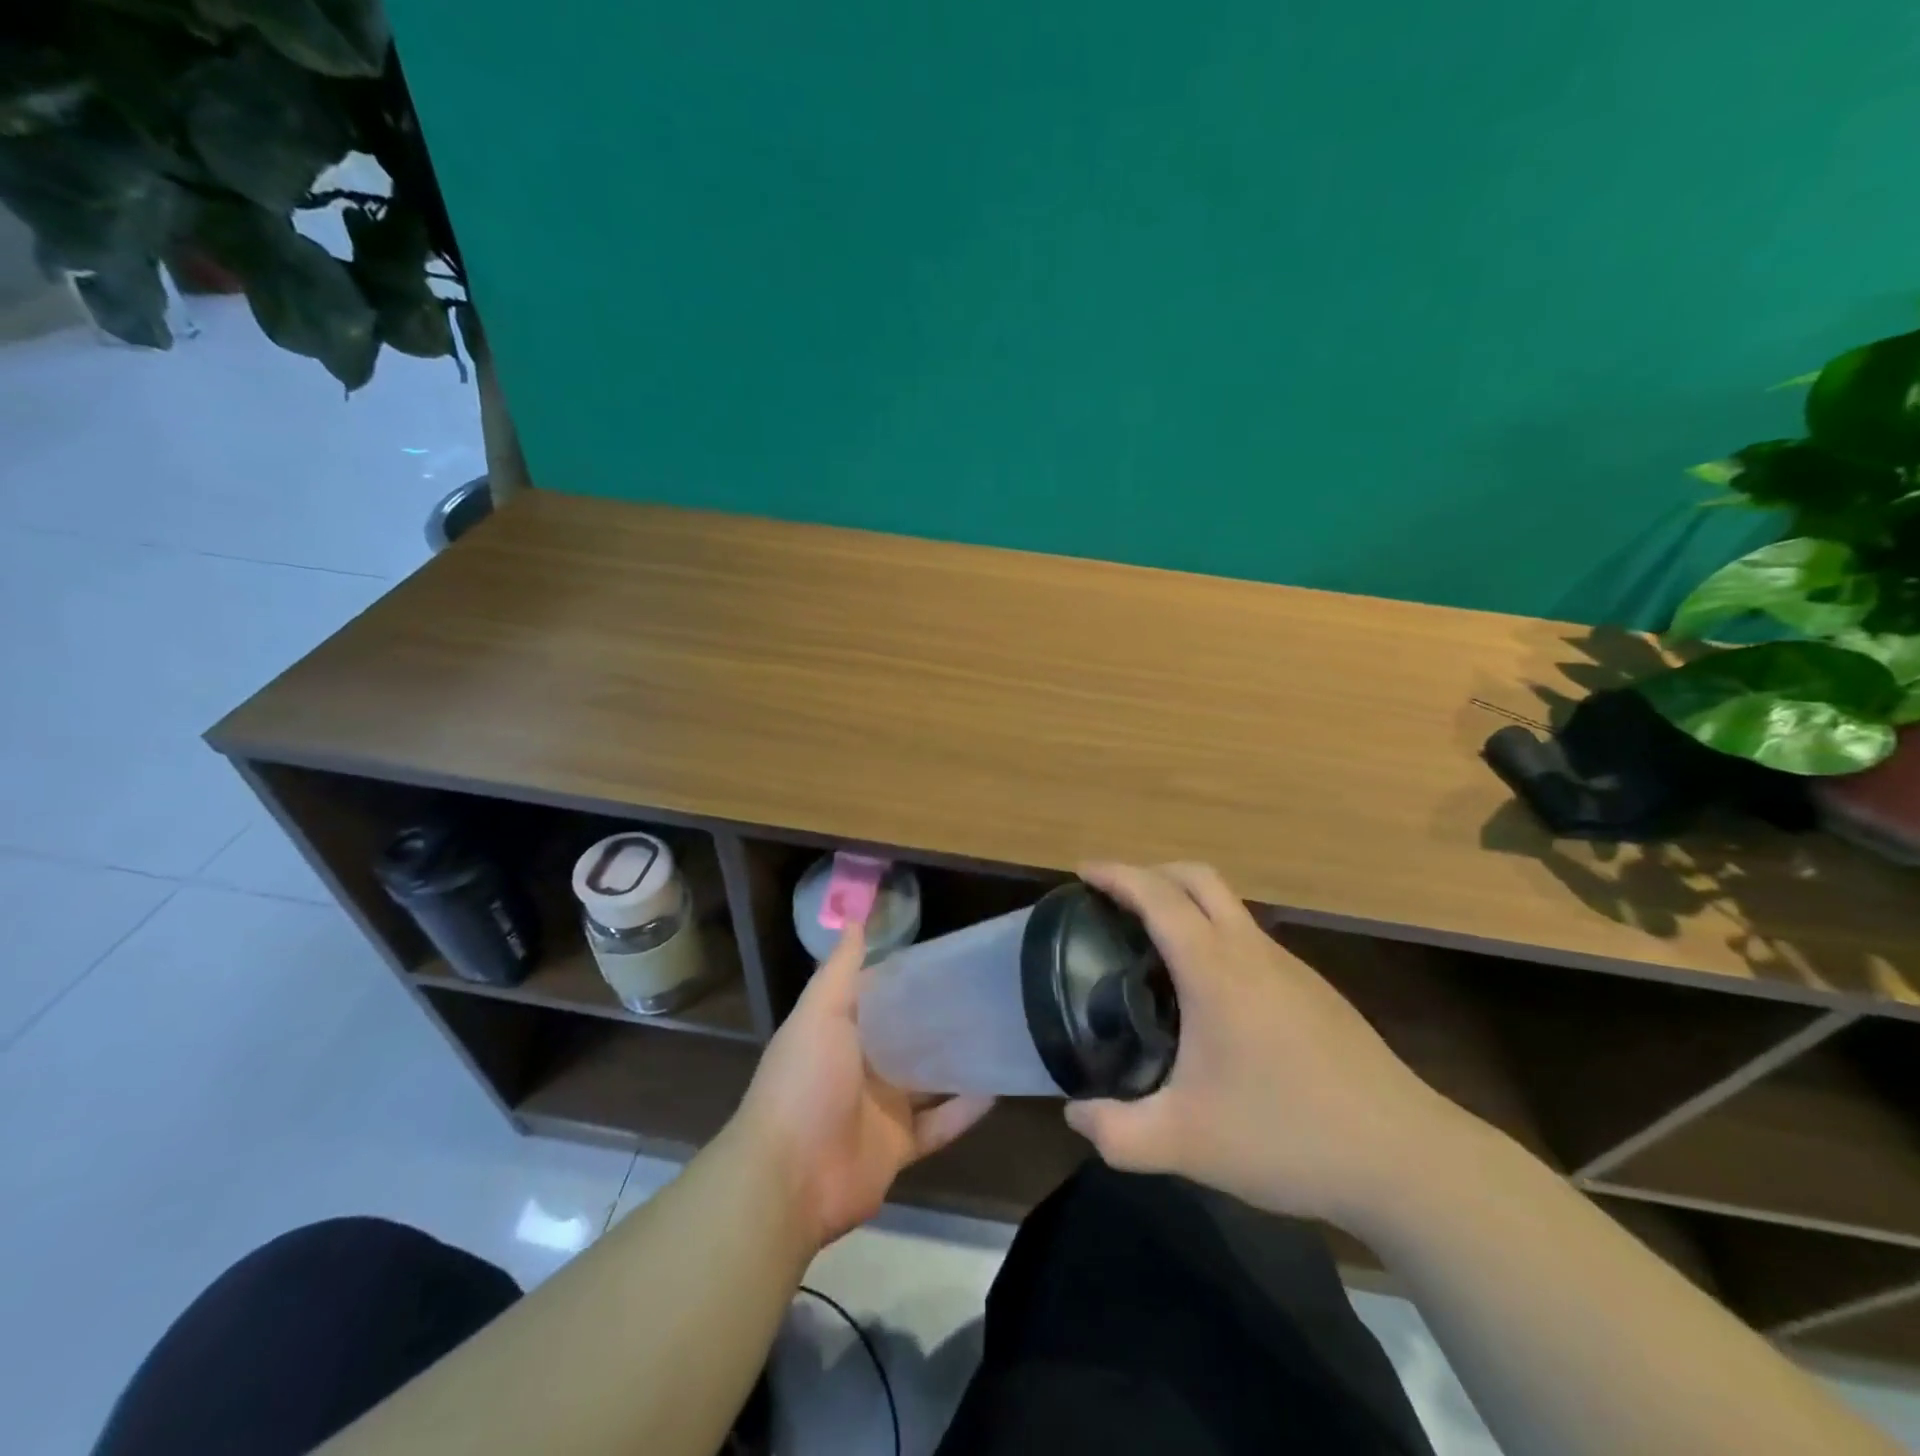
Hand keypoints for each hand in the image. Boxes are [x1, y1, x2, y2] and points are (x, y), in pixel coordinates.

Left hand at [732, 924, 994, 1250]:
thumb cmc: (805, 1082)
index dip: (906, 980)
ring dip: (956, 1063)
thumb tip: (854, 920)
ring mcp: (880, 1109)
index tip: (947, 958)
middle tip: (984, 993)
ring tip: (998, 1033)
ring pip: (926, 1081)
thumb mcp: (820, 1014)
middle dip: (938, 1020)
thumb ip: (840, 971)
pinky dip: (964, 1111)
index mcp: (838, 1034)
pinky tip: (997, 1088)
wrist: (790, 1177)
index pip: (878, 999)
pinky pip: (938, 1126)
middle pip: (906, 1038)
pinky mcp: (899, 1147)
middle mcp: (860, 1067)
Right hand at [1065, 862, 1469, 1228]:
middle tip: (1114, 899)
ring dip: (1186, 902)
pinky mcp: (1315, 991)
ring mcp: (1290, 968)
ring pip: (1230, 906)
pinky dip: (1215, 934)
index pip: (1158, 896)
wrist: (1406, 1159)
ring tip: (1154, 945)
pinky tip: (1209, 993)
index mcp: (1216, 970)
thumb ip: (1117, 1133)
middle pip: (1199, 878)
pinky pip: (1251, 938)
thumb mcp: (1186, 1144)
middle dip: (1151, 873)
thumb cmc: (1287, 1136)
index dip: (1116, 875)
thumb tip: (1074, 1116)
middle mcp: (1252, 952)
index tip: (1082, 872)